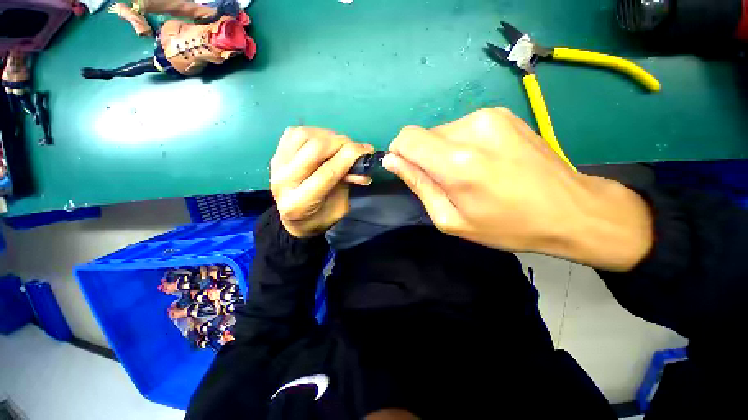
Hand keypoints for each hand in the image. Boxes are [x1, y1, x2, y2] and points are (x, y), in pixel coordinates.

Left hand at [271, 127, 373, 237]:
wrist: (294, 218)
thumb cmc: (321, 217)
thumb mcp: (340, 208)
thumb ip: (349, 184)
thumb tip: (362, 165)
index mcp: (299, 203)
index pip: (328, 172)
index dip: (350, 157)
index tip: (366, 150)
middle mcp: (283, 182)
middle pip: (315, 149)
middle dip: (341, 143)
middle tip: (354, 147)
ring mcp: (276, 165)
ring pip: (304, 136)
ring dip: (328, 136)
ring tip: (339, 145)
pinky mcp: (275, 154)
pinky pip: (294, 132)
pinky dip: (314, 132)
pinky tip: (324, 141)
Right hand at [384, 108, 652, 271]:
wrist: (571, 210)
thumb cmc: (507, 225)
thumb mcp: (452, 219)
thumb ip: (419, 185)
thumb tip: (392, 161)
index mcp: (458, 162)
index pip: (407, 138)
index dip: (399, 153)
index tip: (408, 171)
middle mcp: (472, 128)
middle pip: (424, 135)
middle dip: (424, 157)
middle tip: (448, 182)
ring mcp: (489, 116)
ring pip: (442, 131)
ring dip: (444, 151)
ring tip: (469, 173)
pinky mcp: (502, 113)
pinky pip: (462, 127)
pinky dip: (461, 144)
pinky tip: (483, 161)